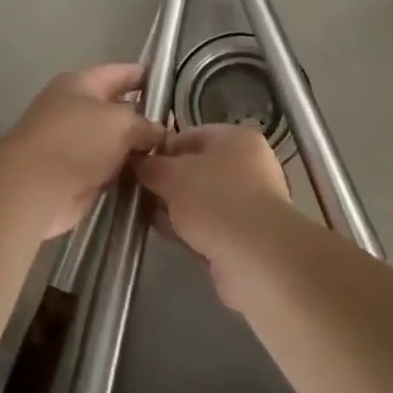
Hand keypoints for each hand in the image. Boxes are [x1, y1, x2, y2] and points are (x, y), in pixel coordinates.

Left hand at [0, 65, 163, 238]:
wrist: (33, 189)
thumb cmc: (76, 141)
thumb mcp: (120, 122)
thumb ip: (145, 124)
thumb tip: (159, 133)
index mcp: (80, 84)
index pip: (121, 73)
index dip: (148, 76)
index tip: (175, 85)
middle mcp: (75, 110)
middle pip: (119, 110)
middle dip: (147, 118)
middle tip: (181, 128)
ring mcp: (75, 144)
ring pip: (116, 143)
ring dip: (138, 150)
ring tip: (173, 155)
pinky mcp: (76, 175)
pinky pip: (110, 169)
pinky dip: (127, 173)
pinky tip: (153, 177)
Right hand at [135, 124, 294, 270]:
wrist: (255, 257)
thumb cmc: (214, 200)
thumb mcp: (172, 176)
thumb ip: (150, 166)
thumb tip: (136, 162)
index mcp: (236, 139)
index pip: (190, 135)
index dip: (161, 148)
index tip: (136, 165)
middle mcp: (248, 166)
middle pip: (196, 169)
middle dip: (165, 181)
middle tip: (136, 192)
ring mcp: (248, 202)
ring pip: (200, 200)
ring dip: (174, 207)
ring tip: (143, 214)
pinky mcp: (244, 236)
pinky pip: (207, 225)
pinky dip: (187, 228)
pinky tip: (165, 234)